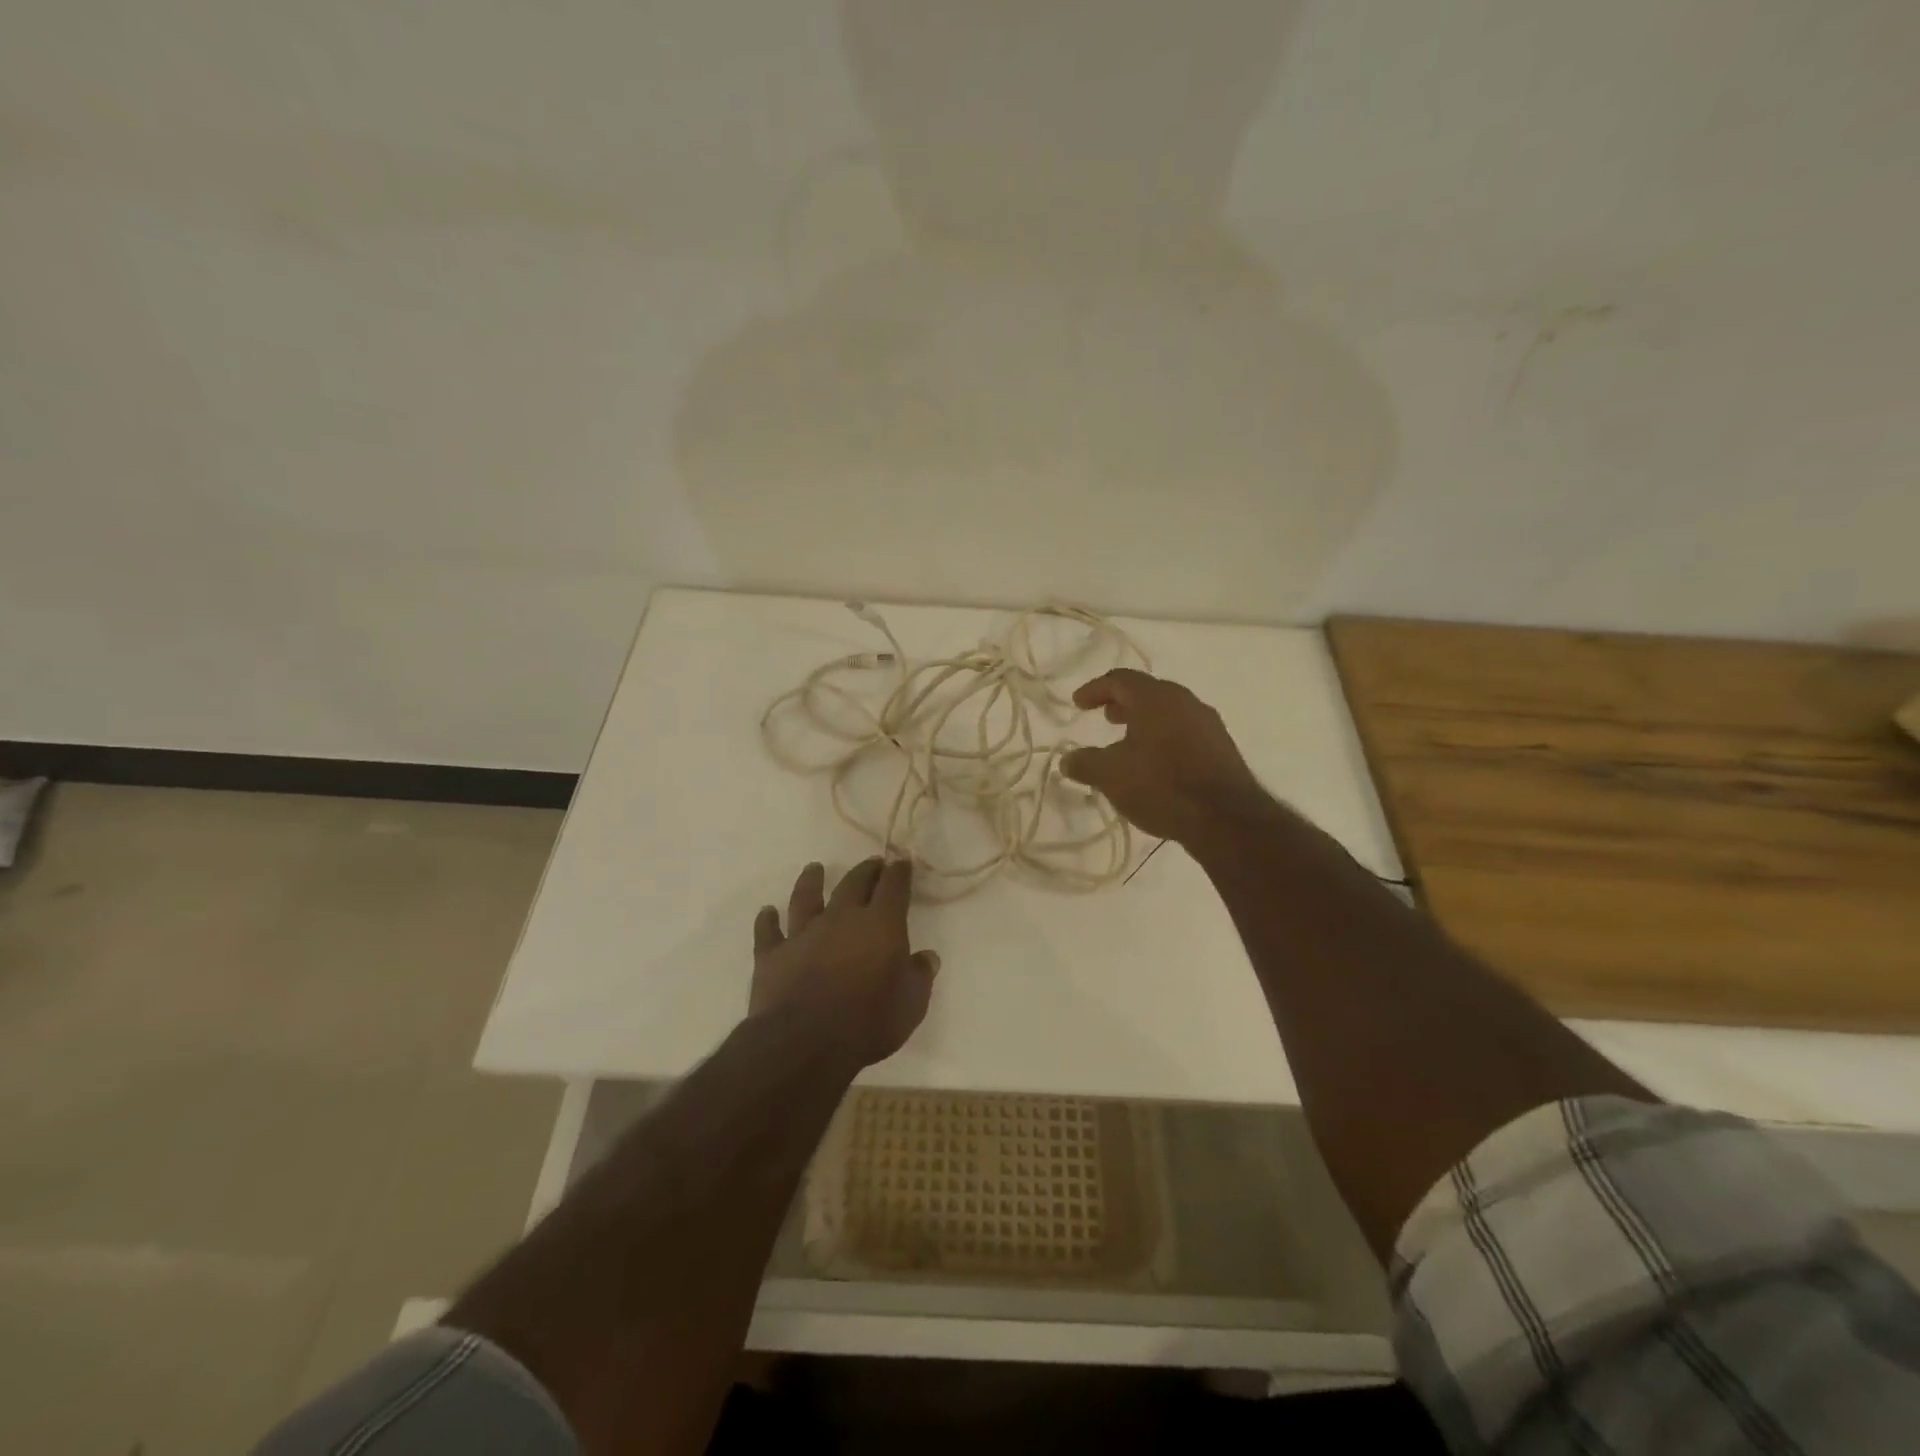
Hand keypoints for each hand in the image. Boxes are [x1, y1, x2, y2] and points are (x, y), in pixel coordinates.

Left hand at [751, 858, 939, 1068]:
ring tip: (813, 869)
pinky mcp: (773, 955)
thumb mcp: (911, 1005)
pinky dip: (767, 921)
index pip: (893, 887)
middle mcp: (841, 919)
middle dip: (865, 871)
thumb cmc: (869, 1022)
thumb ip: (919, 976)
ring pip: (806, 898)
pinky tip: (767, 912)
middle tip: (871, 863)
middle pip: (853, 884)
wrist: (806, 1042)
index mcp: (881, 924)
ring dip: (810, 881)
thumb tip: (927, 957)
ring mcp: (803, 934)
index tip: (902, 861)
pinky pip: (768, 932)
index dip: (899, 872)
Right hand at [1060, 669, 1267, 843]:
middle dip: (1123, 703)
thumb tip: (1067, 760)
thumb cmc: (1160, 785)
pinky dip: (1164, 737)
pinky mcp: (1222, 748)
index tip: (1078, 703)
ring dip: (1145, 722)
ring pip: (1169, 712)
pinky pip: (1185, 731)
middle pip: (1148, 692)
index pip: (1119, 680)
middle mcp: (1185, 701)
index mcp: (1155, 698)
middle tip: (1105, 717)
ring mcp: (1208, 724)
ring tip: (1128, 742)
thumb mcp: (1110, 776)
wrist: (1225, 818)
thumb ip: (1085, 763)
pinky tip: (1156, 763)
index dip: (1095, 689)